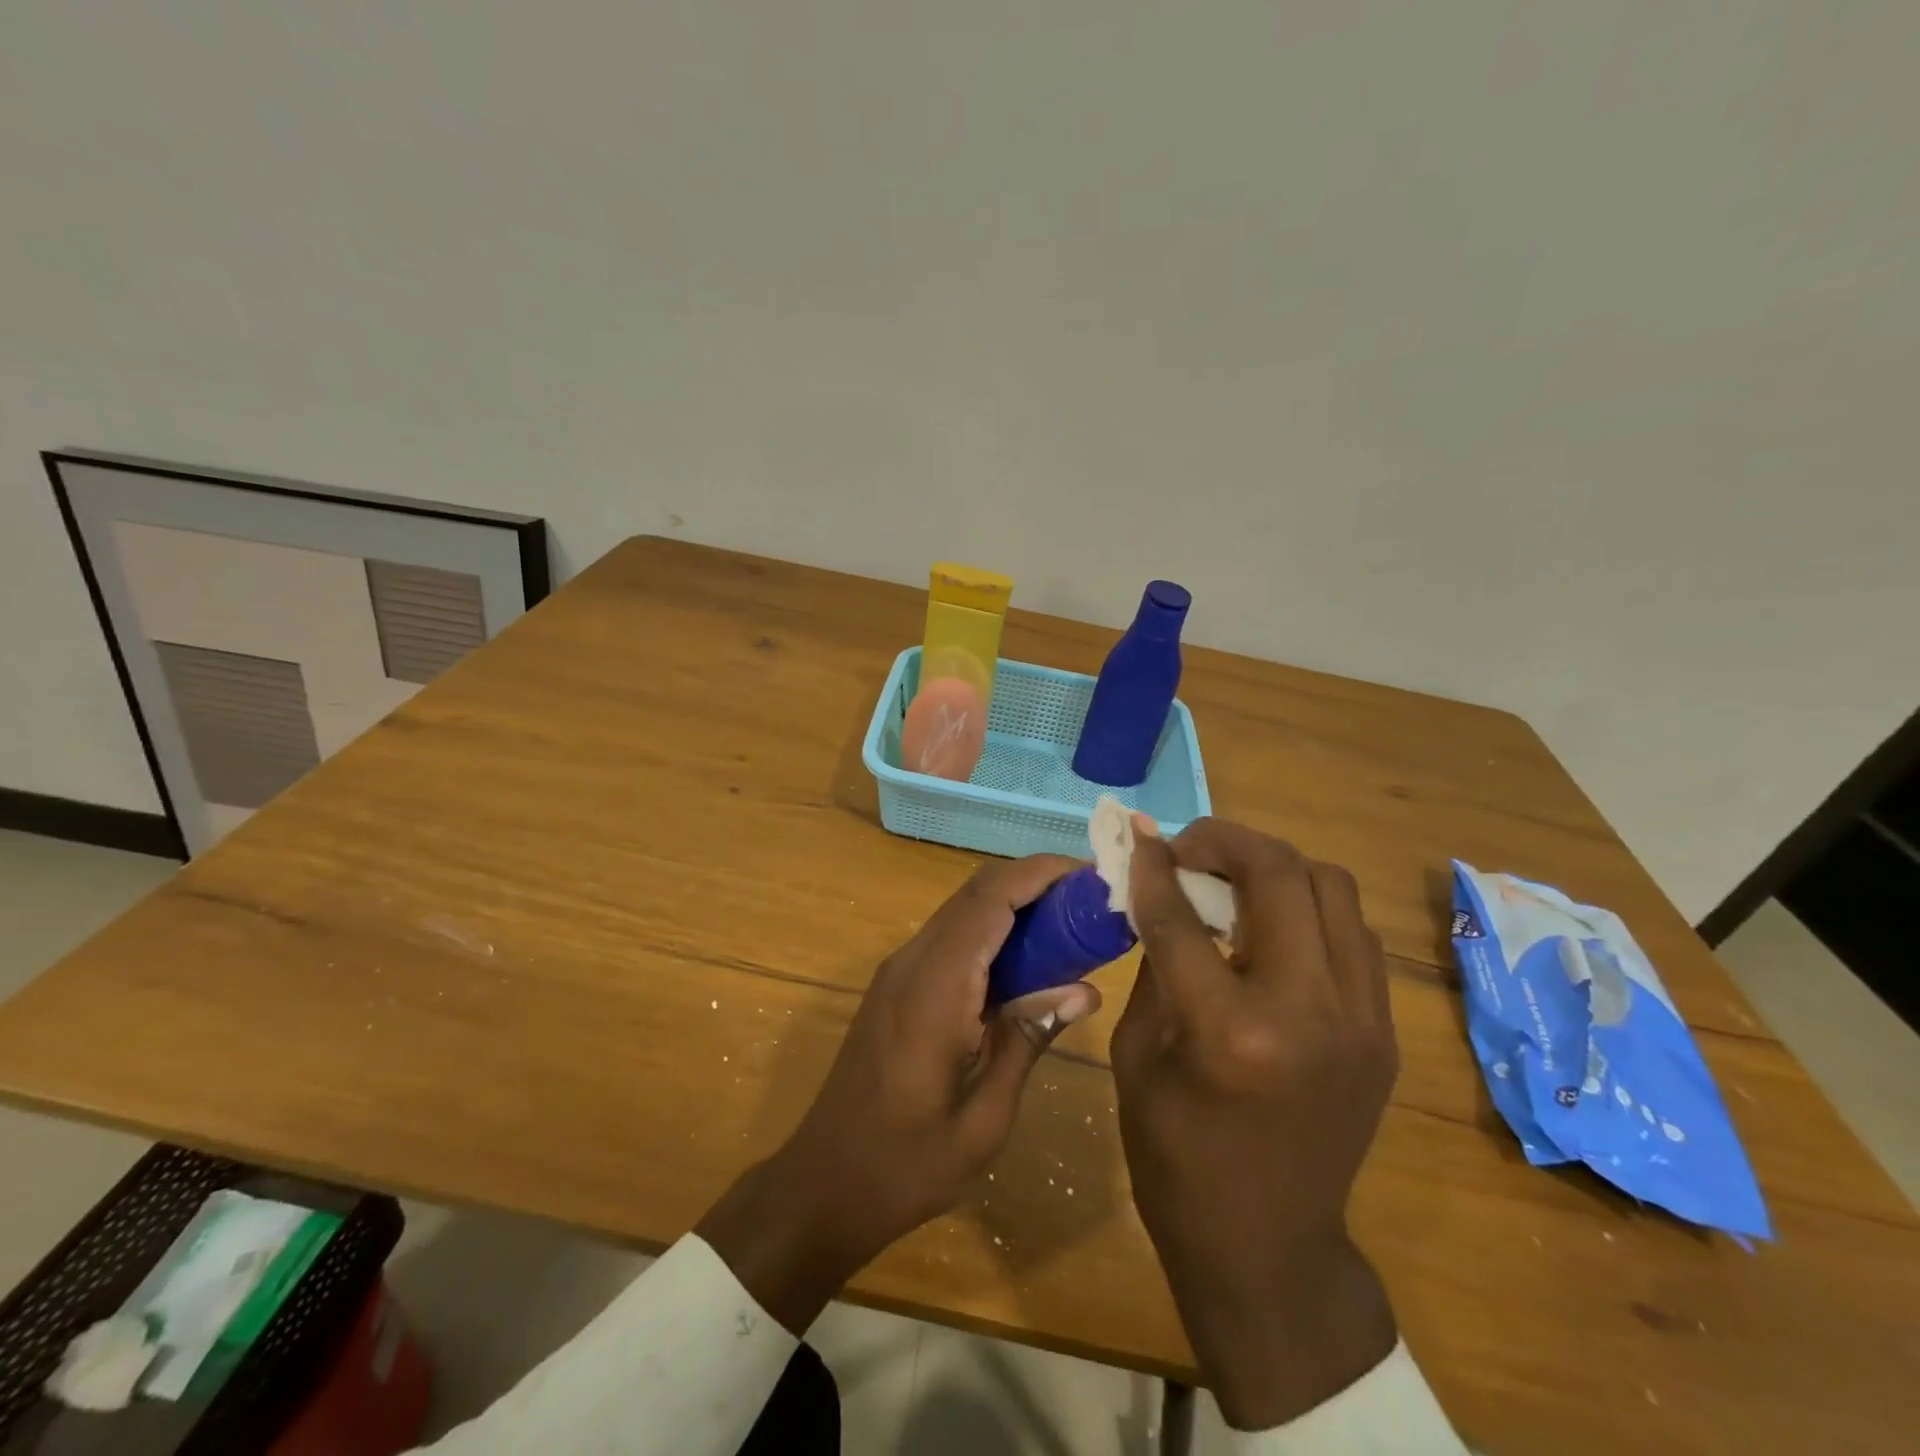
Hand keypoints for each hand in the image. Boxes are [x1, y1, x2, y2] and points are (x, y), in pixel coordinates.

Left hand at [697, 854, 1102, 1333]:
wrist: (824, 1184)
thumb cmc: (907, 1165)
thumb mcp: (984, 1117)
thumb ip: (1028, 1039)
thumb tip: (1084, 990)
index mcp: (935, 989)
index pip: (990, 900)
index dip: (1039, 874)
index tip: (1091, 875)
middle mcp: (912, 962)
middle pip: (976, 892)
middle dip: (1034, 883)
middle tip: (1090, 901)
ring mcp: (898, 971)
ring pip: (962, 910)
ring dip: (1013, 904)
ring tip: (1070, 925)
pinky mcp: (896, 985)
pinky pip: (950, 937)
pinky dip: (991, 931)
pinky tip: (1026, 961)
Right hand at [1113, 817, 1398, 1430]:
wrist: (1268, 1246)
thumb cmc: (1176, 1156)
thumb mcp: (1137, 1054)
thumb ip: (1154, 963)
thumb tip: (1159, 890)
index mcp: (1231, 1031)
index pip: (1184, 915)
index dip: (1154, 865)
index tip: (1138, 835)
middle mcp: (1310, 1011)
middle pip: (1281, 873)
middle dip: (1225, 841)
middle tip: (1188, 848)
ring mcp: (1362, 1018)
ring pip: (1331, 887)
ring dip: (1273, 867)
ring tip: (1230, 881)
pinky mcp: (1383, 1029)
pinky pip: (1350, 930)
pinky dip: (1305, 906)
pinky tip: (1269, 926)